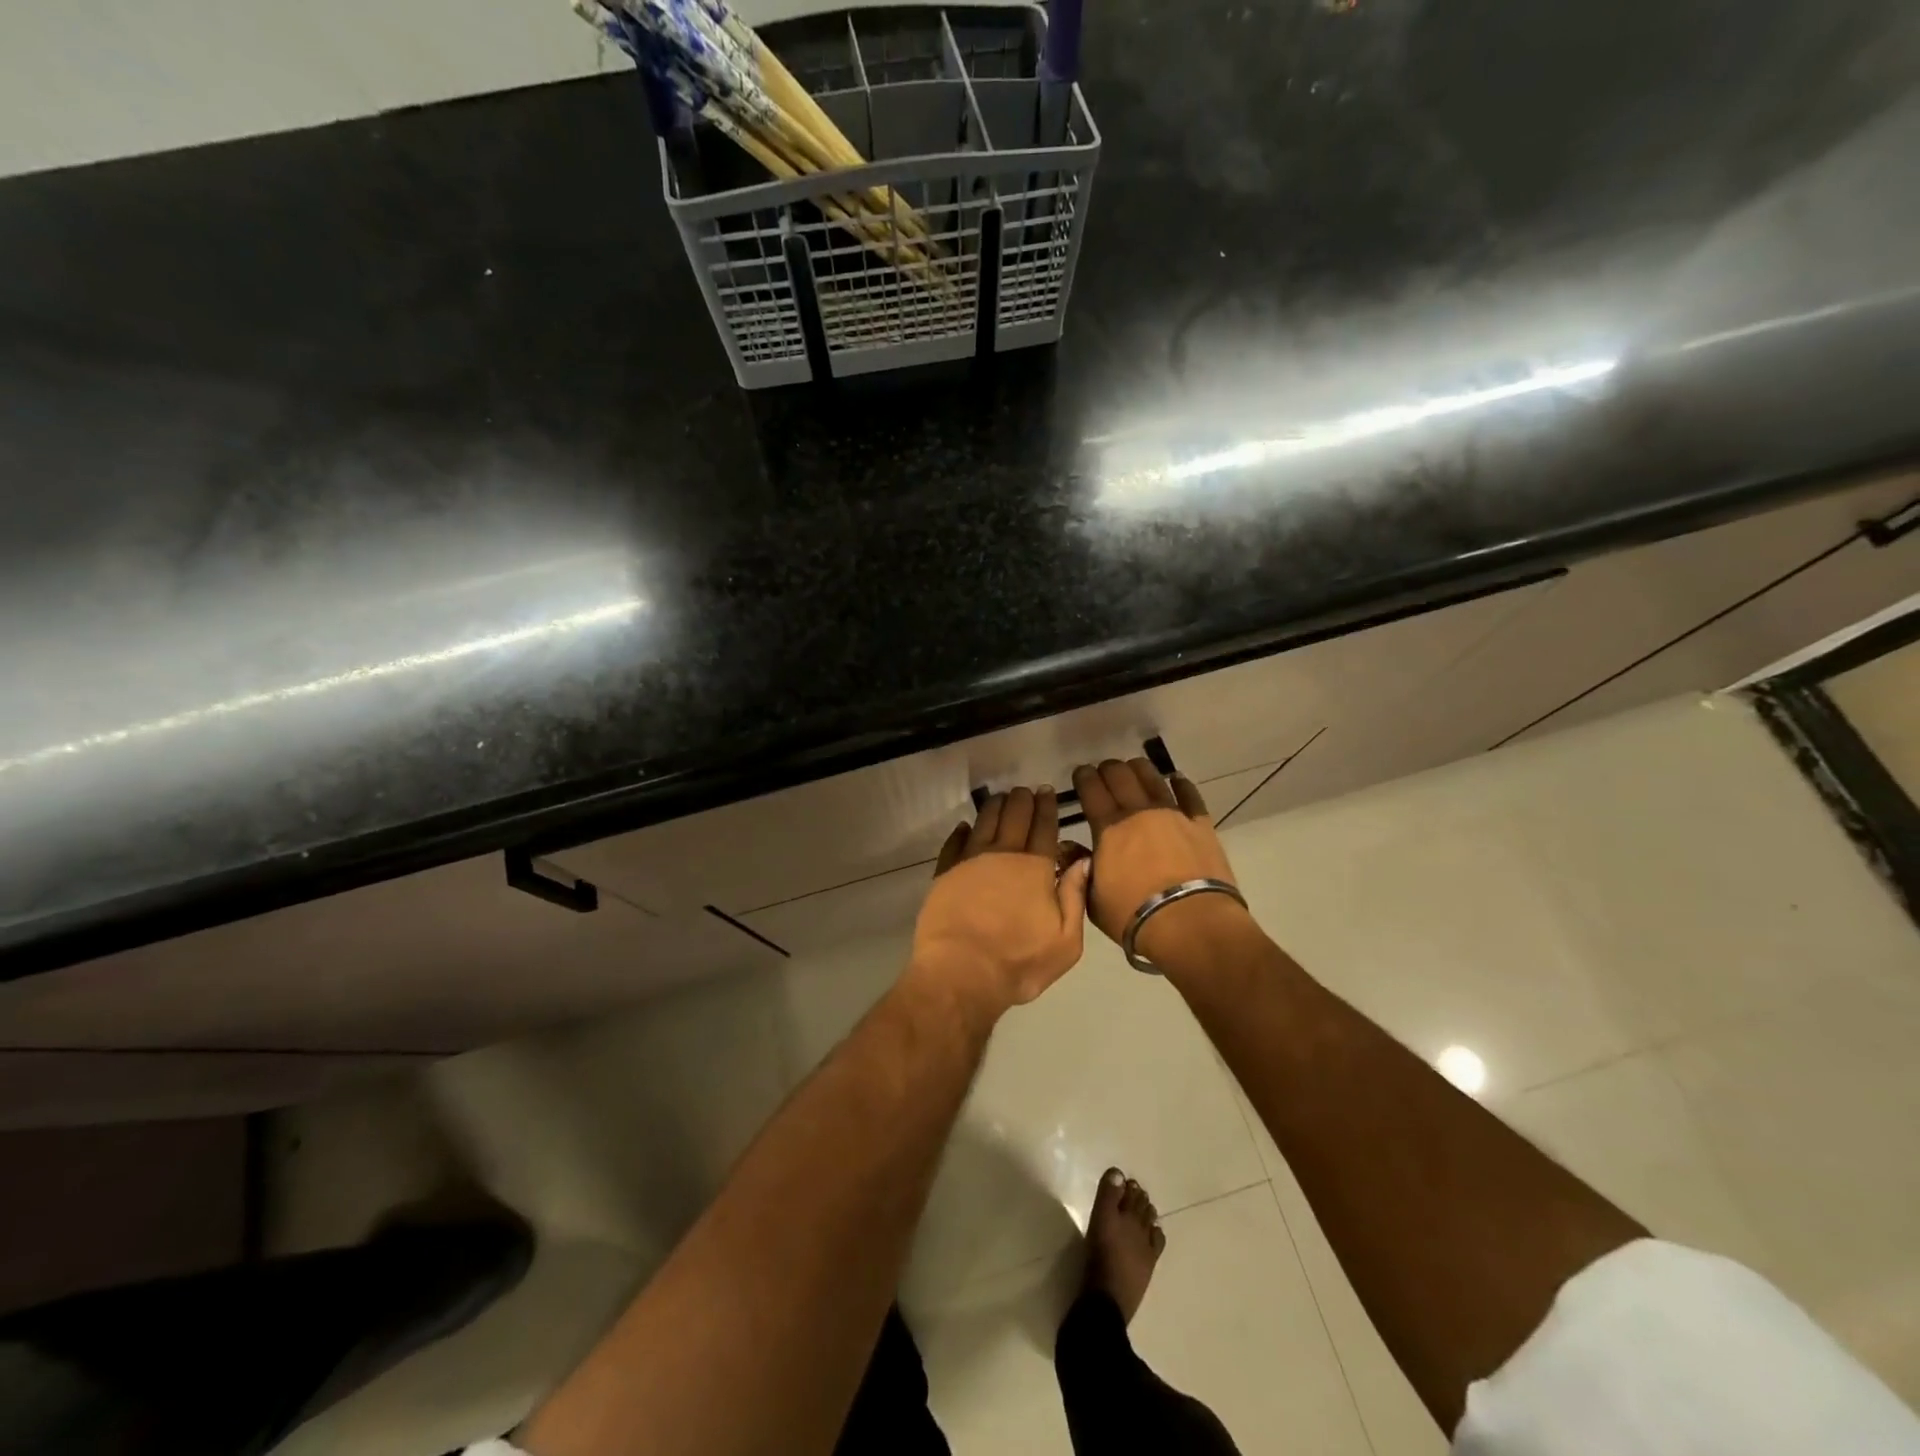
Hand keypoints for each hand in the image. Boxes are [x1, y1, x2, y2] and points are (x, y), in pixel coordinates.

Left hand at [910, 787, 1091, 1018]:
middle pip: (1014, 817)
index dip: (1047, 808)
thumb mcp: (1065, 942)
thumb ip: (1075, 897)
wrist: (961, 973)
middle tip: (1025, 791)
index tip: (1047, 792)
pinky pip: (953, 843)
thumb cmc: (1019, 962)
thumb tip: (1083, 861)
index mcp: (1035, 868)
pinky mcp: (945, 873)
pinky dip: (961, 831)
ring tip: (1000, 798)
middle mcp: (1003, 854)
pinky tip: (964, 826)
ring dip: (994, 807)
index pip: (1044, 828)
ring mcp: (970, 861)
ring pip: (984, 822)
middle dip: (1022, 800)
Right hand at [1071, 758, 1247, 964]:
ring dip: (1139, 769)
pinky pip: (1190, 795)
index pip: (1091, 789)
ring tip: (1133, 768)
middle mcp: (1138, 812)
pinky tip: (1176, 779)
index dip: (1083, 777)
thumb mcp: (1093, 899)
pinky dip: (1181, 784)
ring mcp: (1172, 814)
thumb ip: (1078, 867)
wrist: (1190, 923)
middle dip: (1108, 769)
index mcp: (1108, 827)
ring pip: (1152, 778)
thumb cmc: (1133, 915)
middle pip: (1120, 775)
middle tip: (1103, 772)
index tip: (1080, 773)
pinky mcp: (1201, 824)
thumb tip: (1066, 846)